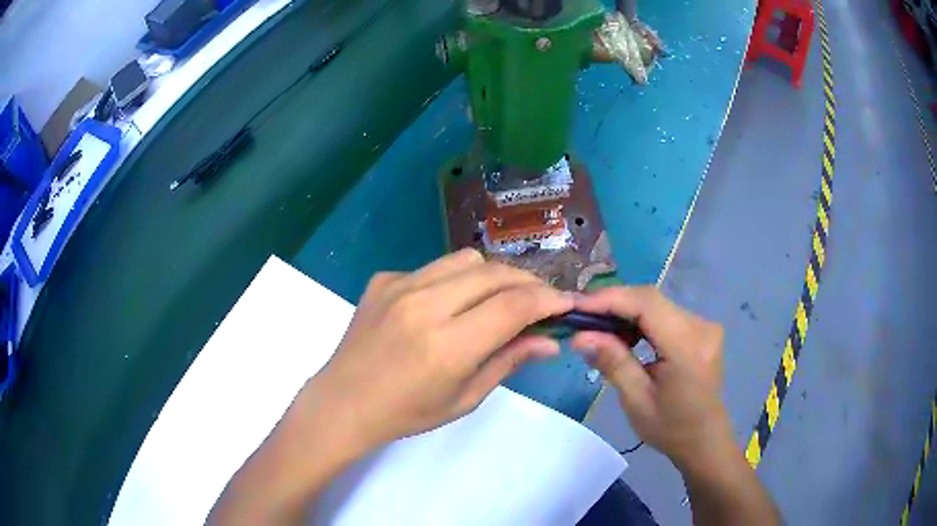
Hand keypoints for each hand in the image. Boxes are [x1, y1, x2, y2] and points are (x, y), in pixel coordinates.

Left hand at [305, 248, 573, 453]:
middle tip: (540, 302)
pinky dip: (455, 280)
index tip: (567, 304)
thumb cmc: (406, 413)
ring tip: (499, 299)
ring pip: (467, 259)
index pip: (514, 306)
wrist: (344, 402)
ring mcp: (400, 285)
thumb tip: (550, 342)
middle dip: (528, 283)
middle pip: (495, 273)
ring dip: (494, 276)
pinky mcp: (384, 278)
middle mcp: (424, 305)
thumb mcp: (464, 398)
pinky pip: (434, 267)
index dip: (548, 300)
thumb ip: (509, 362)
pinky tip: (449, 304)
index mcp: (447, 345)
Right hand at [571, 286, 729, 468]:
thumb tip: (580, 336)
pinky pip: (664, 313)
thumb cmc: (671, 429)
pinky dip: (639, 319)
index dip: (610, 298)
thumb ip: (613, 363)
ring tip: (595, 326)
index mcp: (688, 348)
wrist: (705, 439)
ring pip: (656, 304)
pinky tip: (623, 333)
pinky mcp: (700, 329)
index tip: (576, 306)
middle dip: (613, 303)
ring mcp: (704, 326)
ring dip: (624, 310)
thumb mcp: (637, 401)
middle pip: (651, 300)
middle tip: (579, 317)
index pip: (647, 305)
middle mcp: (700, 327)